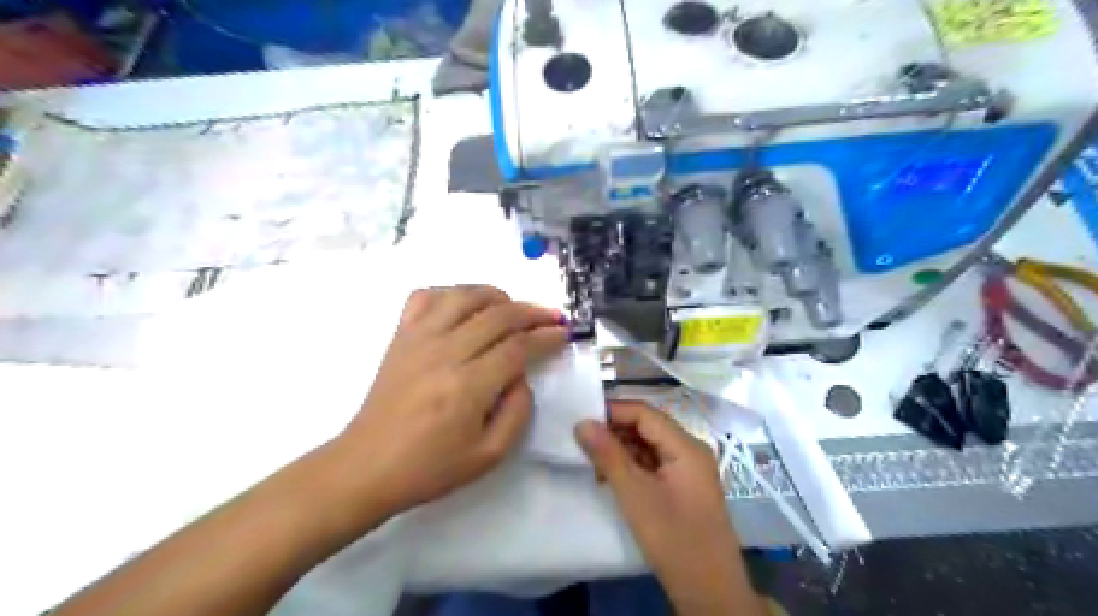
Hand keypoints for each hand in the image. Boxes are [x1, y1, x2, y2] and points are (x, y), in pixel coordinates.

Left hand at [335, 286, 561, 517]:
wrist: (368, 466)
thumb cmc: (430, 467)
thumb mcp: (490, 455)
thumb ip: (517, 411)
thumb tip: (521, 376)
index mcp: (468, 386)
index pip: (518, 346)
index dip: (546, 336)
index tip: (563, 333)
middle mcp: (445, 353)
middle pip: (498, 315)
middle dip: (532, 312)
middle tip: (550, 317)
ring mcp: (419, 339)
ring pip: (464, 296)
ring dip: (496, 295)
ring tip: (512, 307)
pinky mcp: (401, 336)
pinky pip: (425, 297)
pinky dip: (450, 293)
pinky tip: (463, 306)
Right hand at [576, 402, 764, 614]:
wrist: (709, 591)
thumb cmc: (673, 538)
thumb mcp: (635, 495)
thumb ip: (608, 455)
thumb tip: (582, 422)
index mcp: (686, 446)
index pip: (645, 413)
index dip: (613, 411)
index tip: (581, 417)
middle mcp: (691, 451)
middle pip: (648, 427)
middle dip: (615, 431)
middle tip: (582, 441)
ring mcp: (689, 470)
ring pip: (650, 446)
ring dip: (621, 450)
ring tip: (592, 462)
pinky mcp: (684, 488)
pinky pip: (655, 464)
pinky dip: (632, 466)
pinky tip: (610, 478)